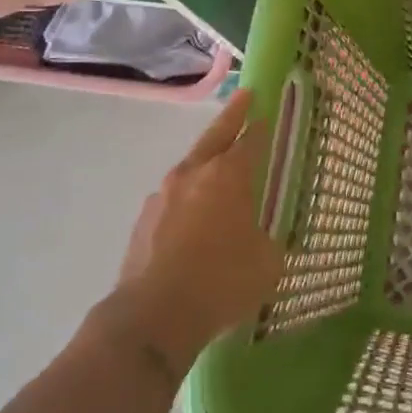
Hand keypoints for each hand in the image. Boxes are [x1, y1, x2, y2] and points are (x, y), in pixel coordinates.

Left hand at [108, 90, 283, 371]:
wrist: (153, 317)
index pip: (251, 140)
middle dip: (232, 115)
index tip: (267, 113)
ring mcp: (163, 195)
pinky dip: (187, 200)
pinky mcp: (143, 221)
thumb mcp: (267, 263)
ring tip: (218, 170)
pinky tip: (193, 220)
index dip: (261, 127)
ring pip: (190, 168)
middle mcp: (194, 174)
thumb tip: (261, 238)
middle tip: (244, 96)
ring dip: (206, 163)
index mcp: (228, 175)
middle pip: (216, 135)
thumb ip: (267, 240)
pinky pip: (173, 200)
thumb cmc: (221, 282)